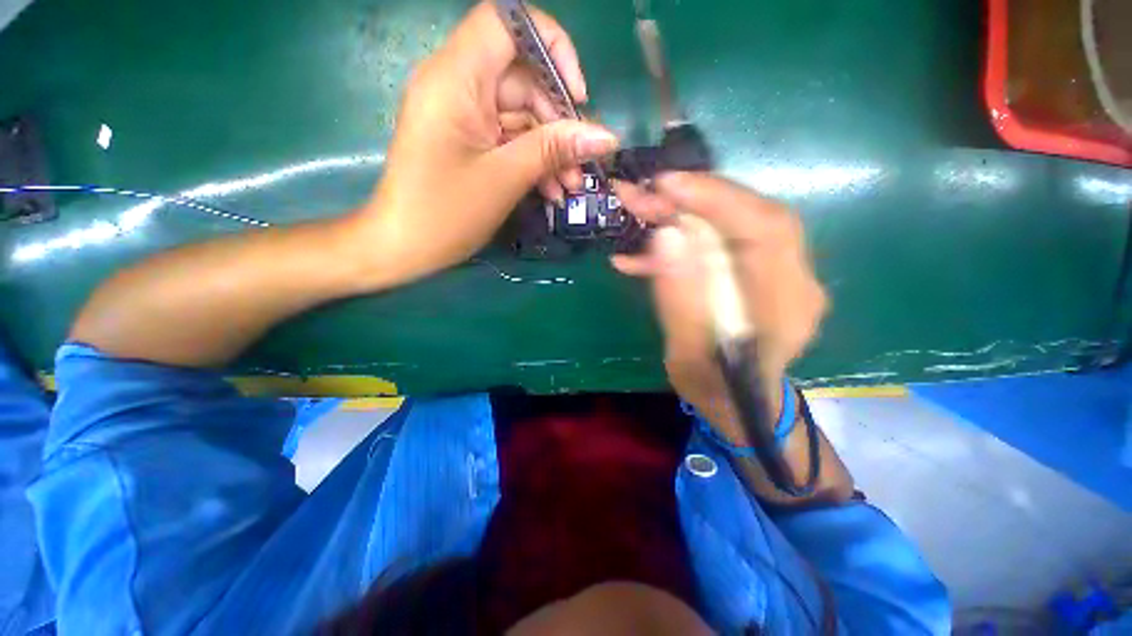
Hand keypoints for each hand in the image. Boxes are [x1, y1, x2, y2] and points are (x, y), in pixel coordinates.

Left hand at [352, 2, 618, 286]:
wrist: (404, 247)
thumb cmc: (445, 214)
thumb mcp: (505, 179)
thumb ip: (554, 150)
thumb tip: (606, 136)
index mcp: (455, 78)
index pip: (507, 22)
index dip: (550, 46)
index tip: (576, 95)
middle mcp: (457, 85)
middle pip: (523, 78)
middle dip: (559, 121)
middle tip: (583, 163)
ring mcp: (464, 115)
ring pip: (521, 115)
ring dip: (551, 149)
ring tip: (571, 186)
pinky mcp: (469, 140)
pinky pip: (509, 139)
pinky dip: (533, 161)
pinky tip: (552, 190)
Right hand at [612, 173, 826, 442]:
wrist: (737, 403)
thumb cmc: (714, 389)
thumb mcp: (688, 356)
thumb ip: (679, 300)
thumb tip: (666, 236)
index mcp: (786, 306)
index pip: (765, 229)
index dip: (716, 199)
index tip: (665, 185)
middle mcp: (793, 280)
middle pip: (749, 217)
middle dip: (692, 200)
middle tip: (642, 194)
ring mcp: (777, 273)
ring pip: (732, 224)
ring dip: (681, 216)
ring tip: (638, 214)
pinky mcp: (756, 272)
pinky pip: (720, 242)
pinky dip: (680, 241)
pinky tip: (643, 254)